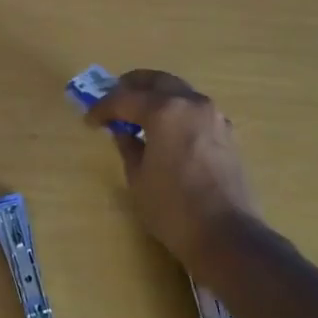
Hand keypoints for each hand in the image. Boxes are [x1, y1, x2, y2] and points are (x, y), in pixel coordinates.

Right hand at [87, 69, 259, 268]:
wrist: (228, 236)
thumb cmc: (174, 209)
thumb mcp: (138, 179)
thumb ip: (128, 148)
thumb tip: (124, 134)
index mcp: (164, 111)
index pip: (125, 99)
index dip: (103, 108)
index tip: (90, 120)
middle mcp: (191, 103)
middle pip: (157, 81)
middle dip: (132, 86)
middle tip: (114, 98)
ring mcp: (214, 117)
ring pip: (180, 92)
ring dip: (158, 96)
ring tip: (140, 115)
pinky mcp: (227, 134)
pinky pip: (195, 111)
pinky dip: (177, 112)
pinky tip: (168, 131)